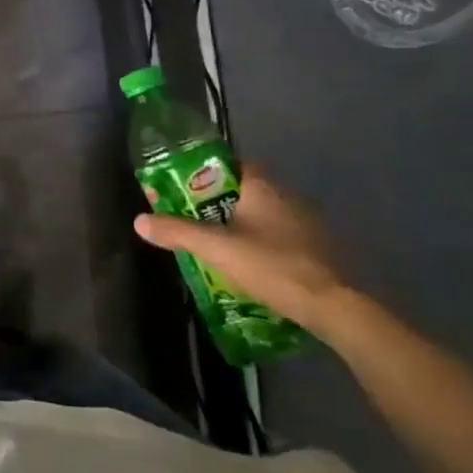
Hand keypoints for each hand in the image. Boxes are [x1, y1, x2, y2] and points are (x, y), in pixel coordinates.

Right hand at [134, 164, 355, 332]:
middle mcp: (287, 195)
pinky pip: (279, 233)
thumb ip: (177, 232)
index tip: (183, 188)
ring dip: (240, 223)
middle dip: (217, 201)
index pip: (228, 164)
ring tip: (215, 242)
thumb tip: (139, 220)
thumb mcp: (216, 249)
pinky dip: (261, 241)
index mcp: (262, 186)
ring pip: (262, 213)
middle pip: (243, 189)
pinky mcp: (317, 246)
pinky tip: (248, 261)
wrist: (333, 307)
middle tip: (193, 218)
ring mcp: (306, 221)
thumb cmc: (272, 266)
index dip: (203, 173)